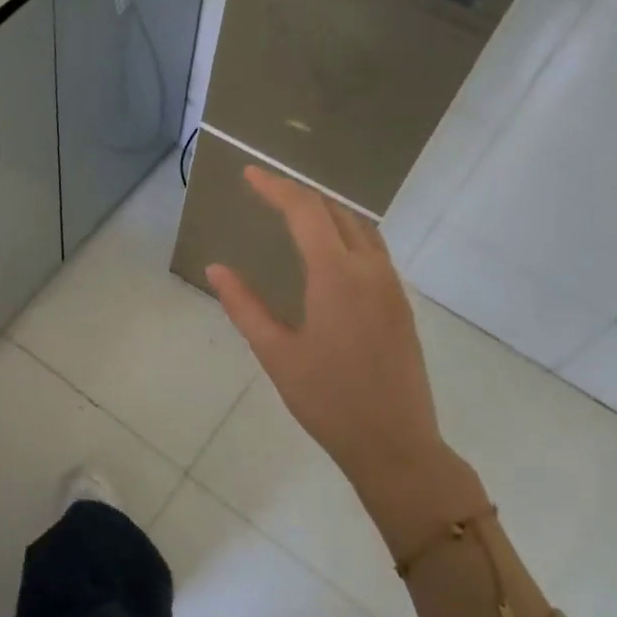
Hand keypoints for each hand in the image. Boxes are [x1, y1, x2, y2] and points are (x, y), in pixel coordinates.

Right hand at [207, 167, 485, 560]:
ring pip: (361, 228)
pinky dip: (346, 235)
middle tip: (266, 192)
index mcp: (336, 275)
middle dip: (299, 195)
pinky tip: (329, 254)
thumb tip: (216, 268)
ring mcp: (391, 285)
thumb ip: (244, 306)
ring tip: (295, 215)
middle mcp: (369, 268)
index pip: (304, 211)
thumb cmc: (327, 400)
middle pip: (335, 211)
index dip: (275, 187)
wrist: (395, 443)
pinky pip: (373, 250)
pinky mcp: (400, 304)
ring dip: (327, 212)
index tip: (249, 174)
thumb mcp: (276, 353)